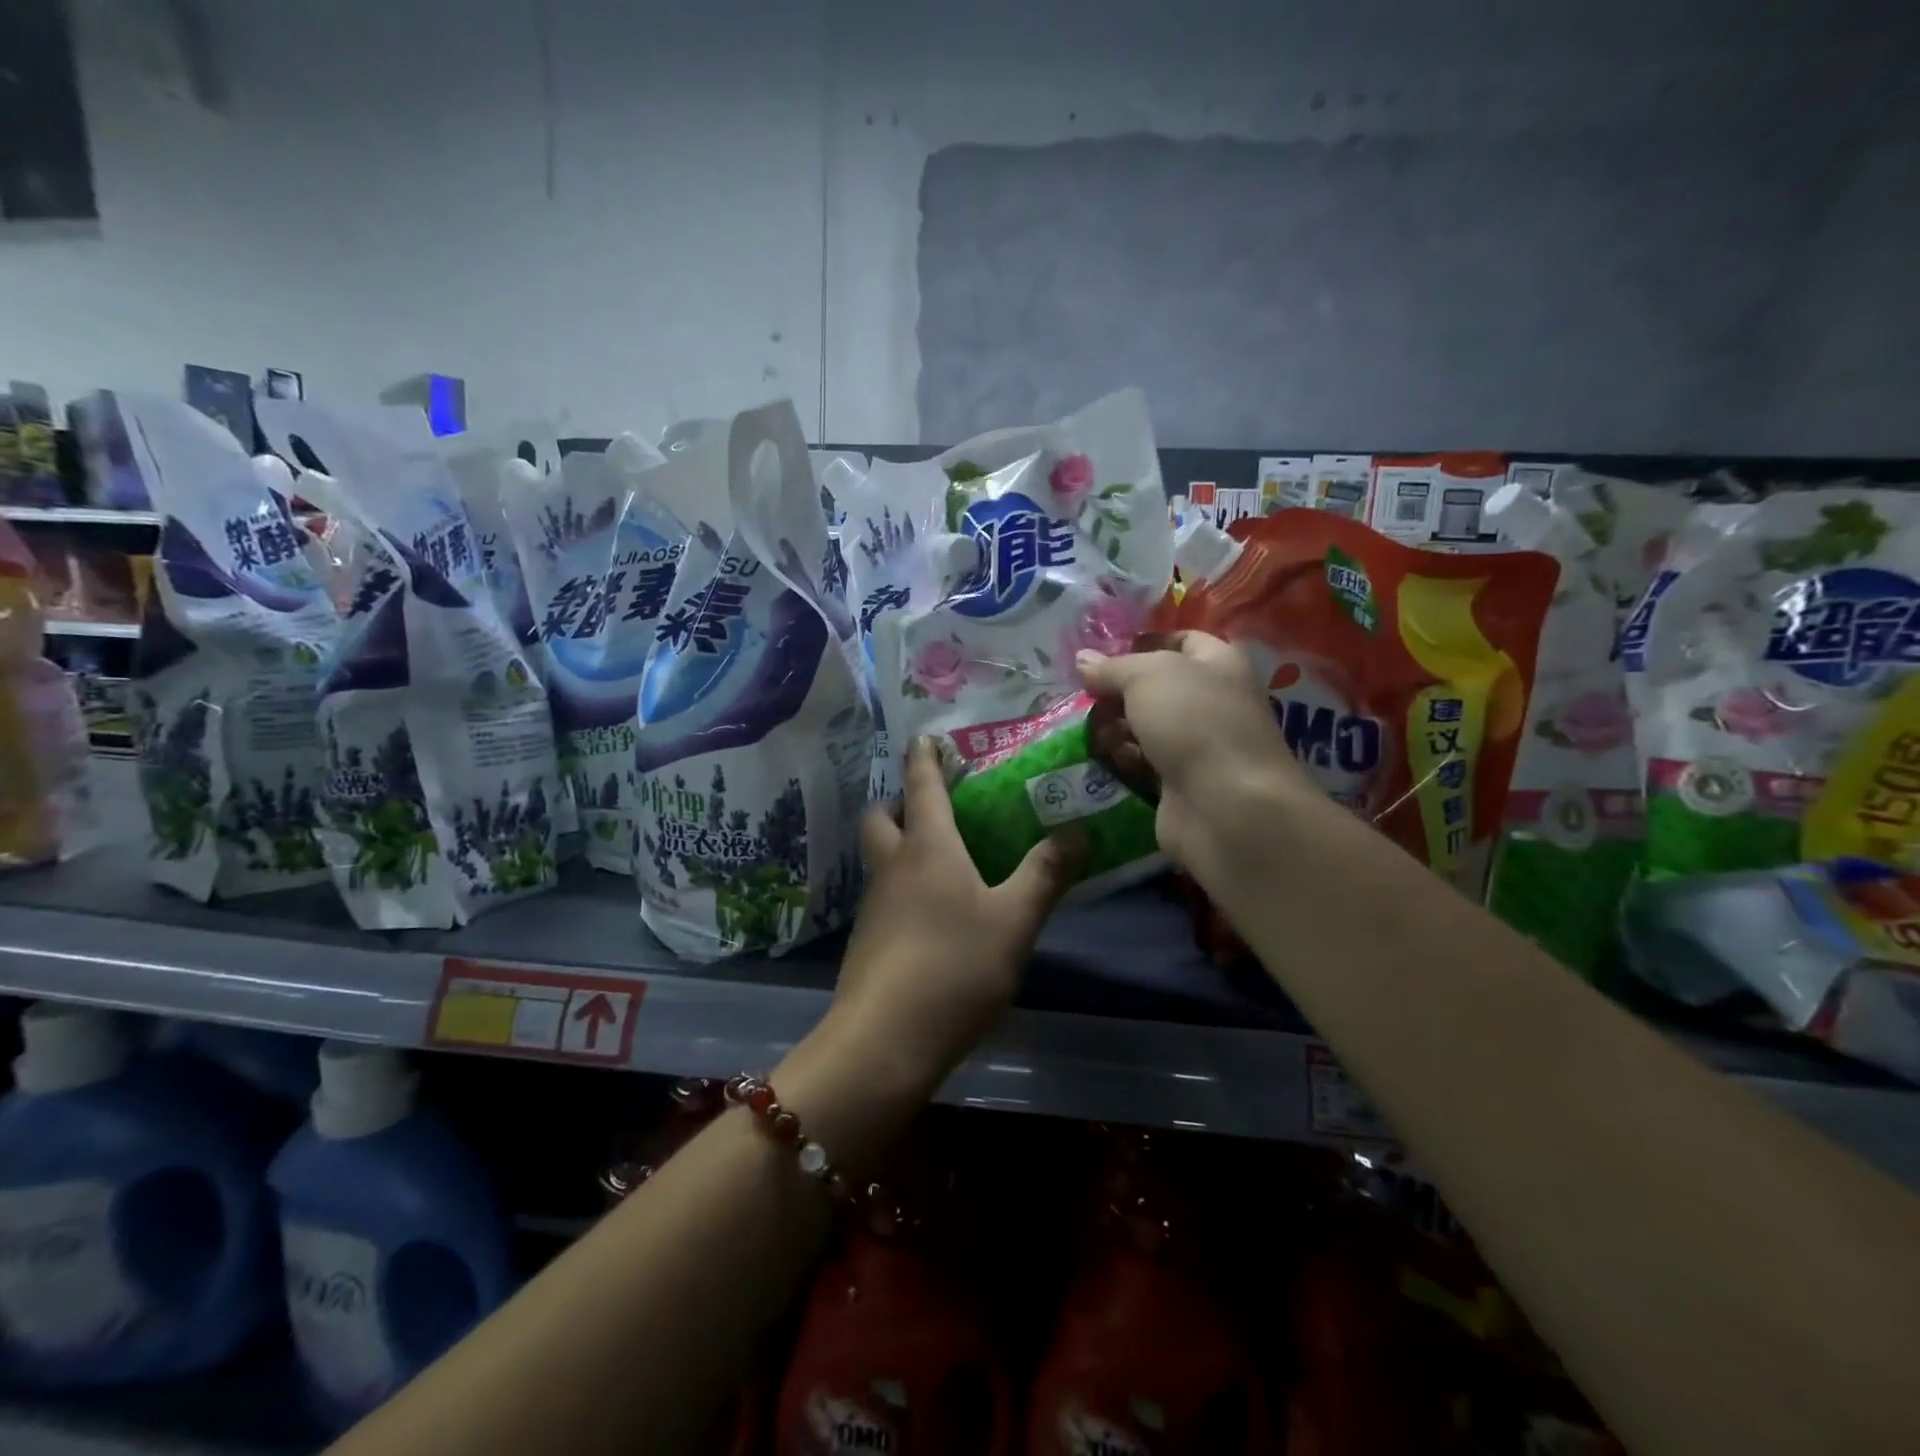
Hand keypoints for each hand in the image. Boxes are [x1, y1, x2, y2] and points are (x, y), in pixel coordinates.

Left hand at [830, 737, 1084, 1092]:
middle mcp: (892, 866)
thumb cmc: (954, 966)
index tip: (926, 737)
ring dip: (900, 844)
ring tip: (943, 857)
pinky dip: (903, 885)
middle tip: (932, 805)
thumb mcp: (1014, 920)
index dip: (924, 756)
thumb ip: (1046, 874)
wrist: (884, 1040)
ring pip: (880, 857)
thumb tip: (1079, 832)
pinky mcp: (868, 941)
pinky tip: (933, 912)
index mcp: (926, 847)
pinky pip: (884, 894)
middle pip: (881, 816)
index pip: (921, 785)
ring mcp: (874, 905)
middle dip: (899, 801)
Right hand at [1075, 632, 1311, 878]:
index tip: (1104, 653)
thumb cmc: (1193, 721)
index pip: (1182, 640)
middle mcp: (1212, 700)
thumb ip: (1112, 667)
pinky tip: (1106, 760)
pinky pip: (1143, 763)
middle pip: (1156, 688)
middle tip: (1084, 695)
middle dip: (1118, 690)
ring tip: (1091, 731)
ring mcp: (1197, 745)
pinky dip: (1124, 761)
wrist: (1225, 805)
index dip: (1144, 641)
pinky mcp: (1179, 783)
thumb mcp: (1146, 676)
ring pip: (1146, 727)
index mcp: (1219, 663)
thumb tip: (1082, 659)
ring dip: (1115, 728)